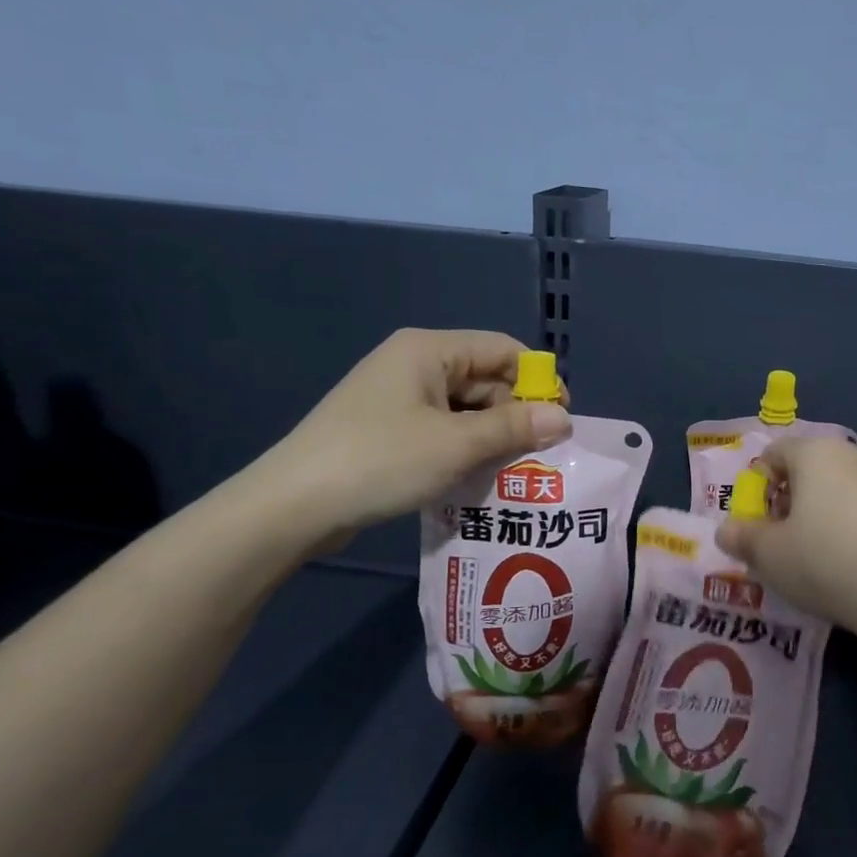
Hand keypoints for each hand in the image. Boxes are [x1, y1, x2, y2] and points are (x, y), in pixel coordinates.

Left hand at [253, 329, 571, 546]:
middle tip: (539, 455)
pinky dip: (465, 448)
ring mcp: (398, 398)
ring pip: (466, 408)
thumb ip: (515, 428)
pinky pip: (443, 428)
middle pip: (485, 379)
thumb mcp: (457, 444)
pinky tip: (478, 477)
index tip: (560, 419)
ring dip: (492, 436)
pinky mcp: (388, 428)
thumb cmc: (380, 461)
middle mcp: (415, 364)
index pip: (503, 349)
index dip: (538, 380)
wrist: (291, 507)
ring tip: (514, 471)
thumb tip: (565, 418)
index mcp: (429, 351)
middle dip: (515, 414)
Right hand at [713, 436, 856, 640]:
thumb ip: (742, 537)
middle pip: (809, 468)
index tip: (760, 526)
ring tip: (821, 555)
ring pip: (841, 486)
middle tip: (786, 542)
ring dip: (823, 512)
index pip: (774, 454)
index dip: (758, 488)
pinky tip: (856, 560)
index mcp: (815, 452)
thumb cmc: (824, 563)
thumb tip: (727, 531)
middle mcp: (853, 452)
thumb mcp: (768, 555)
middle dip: (791, 500)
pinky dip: (855, 524)